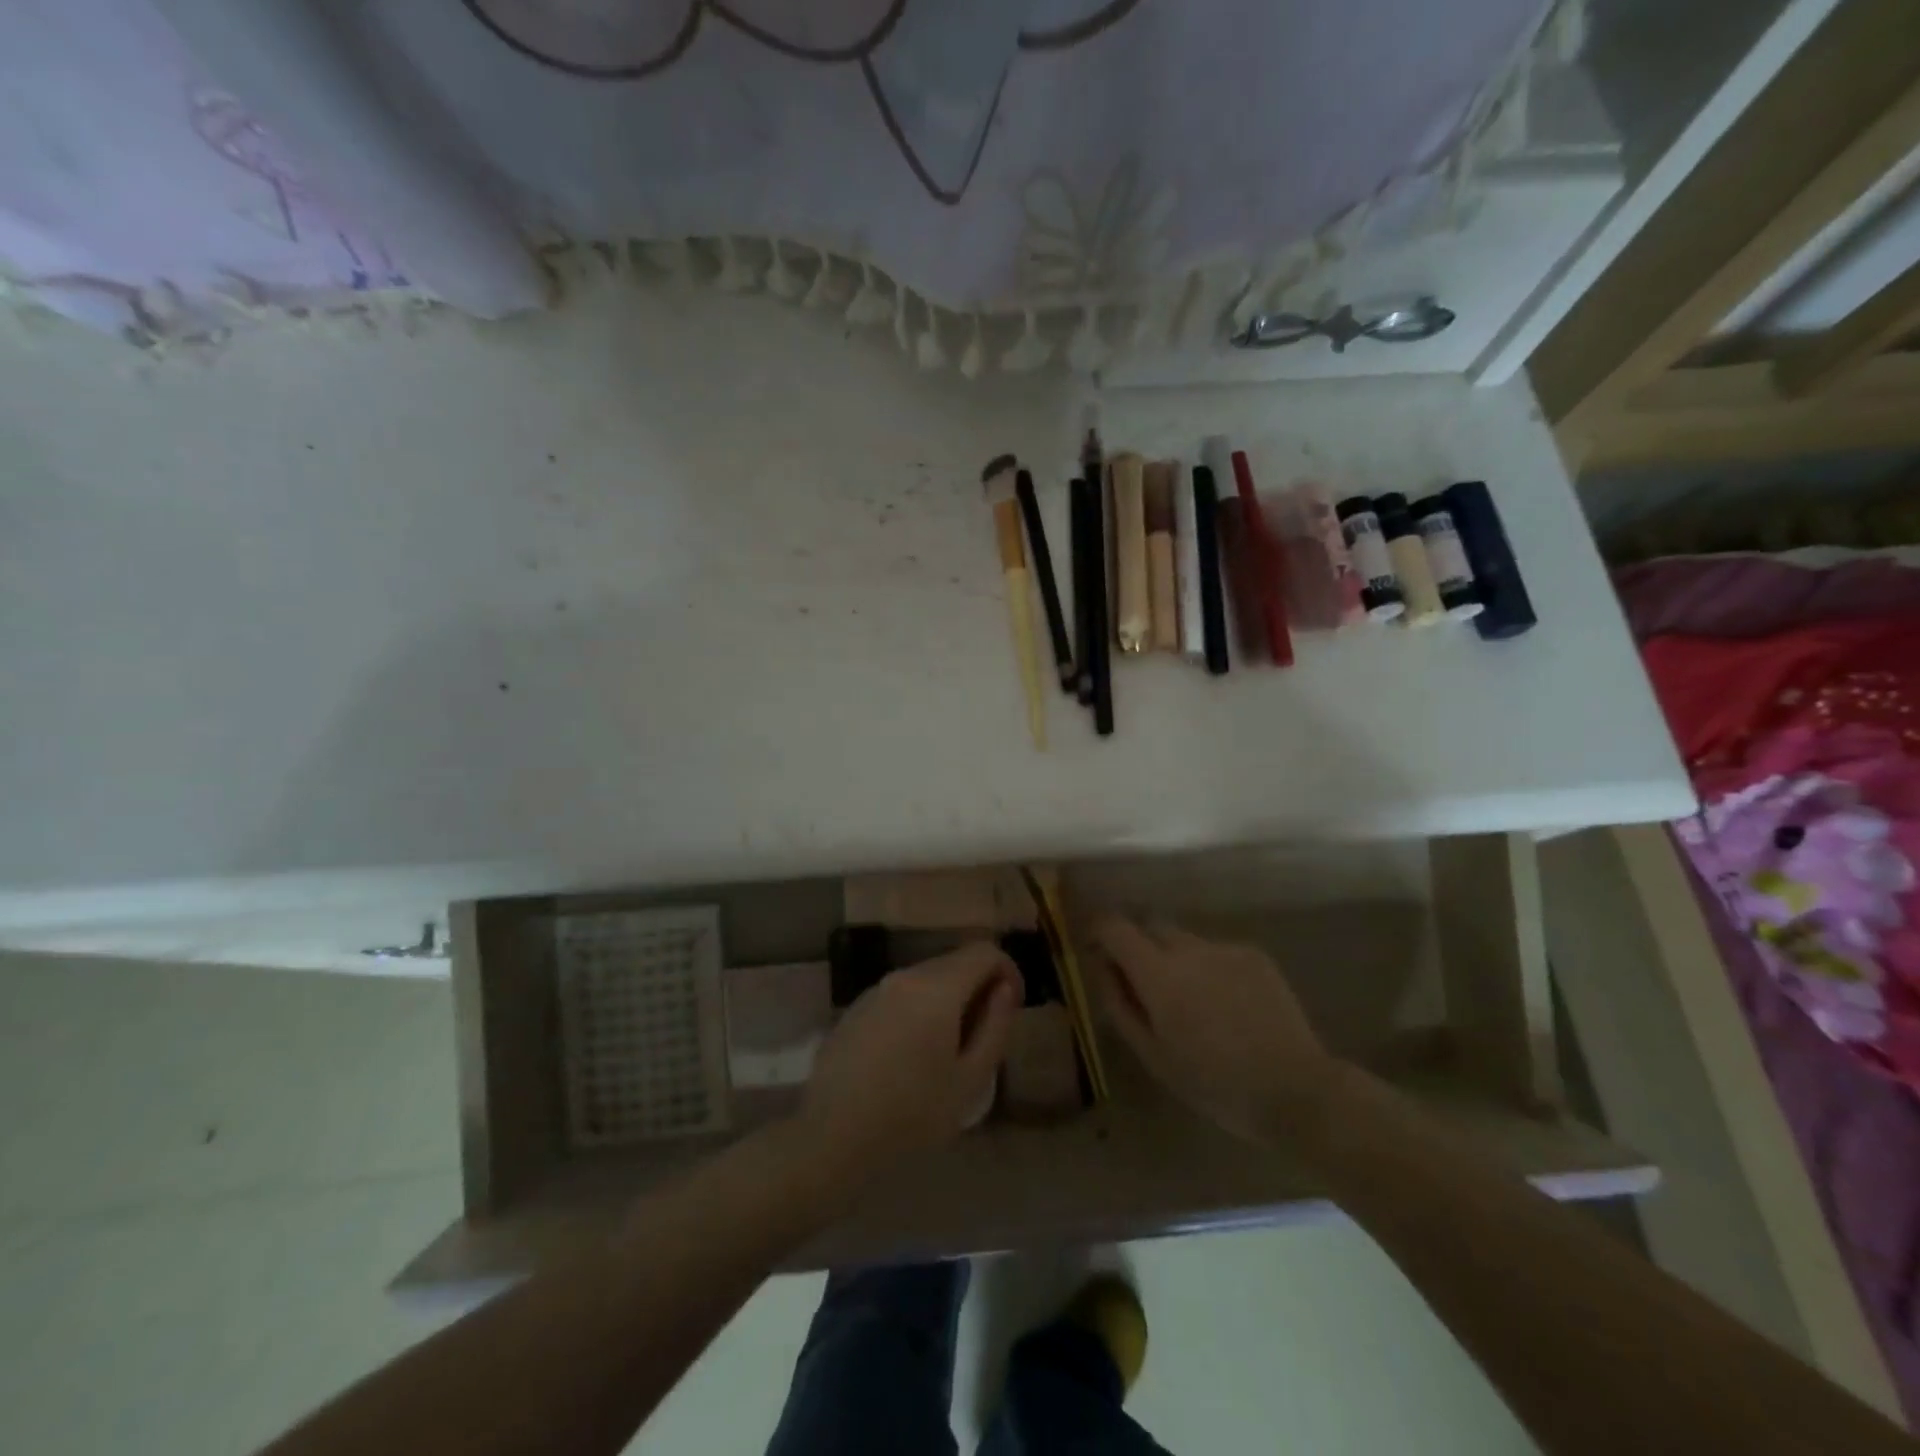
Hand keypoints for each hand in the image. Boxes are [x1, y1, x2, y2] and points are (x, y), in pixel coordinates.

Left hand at [801, 942, 1021, 1173]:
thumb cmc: (911, 1114)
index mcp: (937, 987)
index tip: (1010, 1009)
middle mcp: (905, 975)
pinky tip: (912, 1055)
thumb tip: (1003, 989)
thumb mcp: (969, 1079)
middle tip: (983, 1036)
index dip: (1007, 972)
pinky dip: (919, 1009)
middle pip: (955, 961)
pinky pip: (901, 995)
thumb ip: (995, 1026)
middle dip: (978, 987)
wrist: (832, 1137)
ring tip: (949, 1050)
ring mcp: (876, 989)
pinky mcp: (856, 1008)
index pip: (984, 951)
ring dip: (948, 999)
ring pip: (927, 978)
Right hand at [1094, 918, 1342, 1144]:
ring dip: (1176, 959)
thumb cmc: (1214, 1083)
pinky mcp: (1255, 955)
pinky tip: (1227, 1006)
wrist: (1296, 1089)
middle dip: (1139, 945)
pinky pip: (1217, 952)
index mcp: (1158, 973)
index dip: (1099, 931)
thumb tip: (1103, 968)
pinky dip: (1209, 969)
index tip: (1096, 950)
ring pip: (1185, 940)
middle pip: (1150, 926)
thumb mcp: (1153, 1055)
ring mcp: (1225, 948)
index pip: (1114, 927)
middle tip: (1145, 985)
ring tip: (1193, 1003)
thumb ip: (1120, 1005)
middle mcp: (1189, 948)